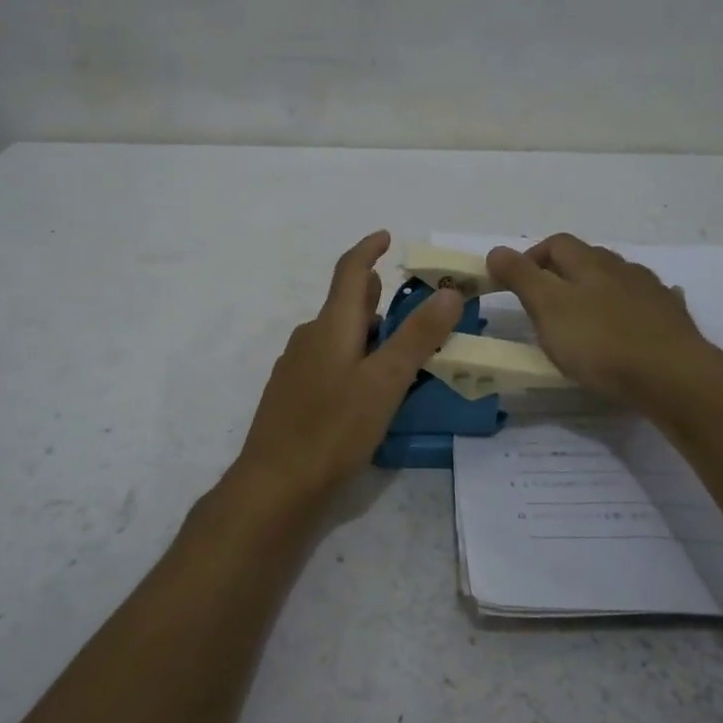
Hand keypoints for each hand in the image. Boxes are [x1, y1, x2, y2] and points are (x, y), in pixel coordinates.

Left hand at [230, 231, 463, 509]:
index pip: (349, 271)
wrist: (275, 485)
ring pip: (338, 336)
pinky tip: (368, 390)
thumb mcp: (385, 381)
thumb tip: (448, 291)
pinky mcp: (293, 396)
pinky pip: (329, 362)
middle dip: (376, 298)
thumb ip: (417, 336)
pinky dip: (354, 359)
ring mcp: (296, 368)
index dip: (368, 250)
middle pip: (345, 304)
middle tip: (414, 308)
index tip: (386, 237)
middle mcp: (309, 338)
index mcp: (331, 325)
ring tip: (402, 354)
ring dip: (368, 334)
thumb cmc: (333, 428)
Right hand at [486, 234, 715, 407]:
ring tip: (586, 317)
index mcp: (588, 262)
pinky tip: (633, 323)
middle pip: (588, 258)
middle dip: (564, 273)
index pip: (555, 243)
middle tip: (546, 303)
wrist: (672, 375)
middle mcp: (621, 267)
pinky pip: (648, 302)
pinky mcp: (672, 317)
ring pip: (618, 279)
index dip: (532, 257)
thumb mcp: (548, 308)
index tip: (516, 282)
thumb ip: (521, 277)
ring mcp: (651, 291)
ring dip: (599, 289)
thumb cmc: (600, 342)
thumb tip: (496, 250)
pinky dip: (633, 307)